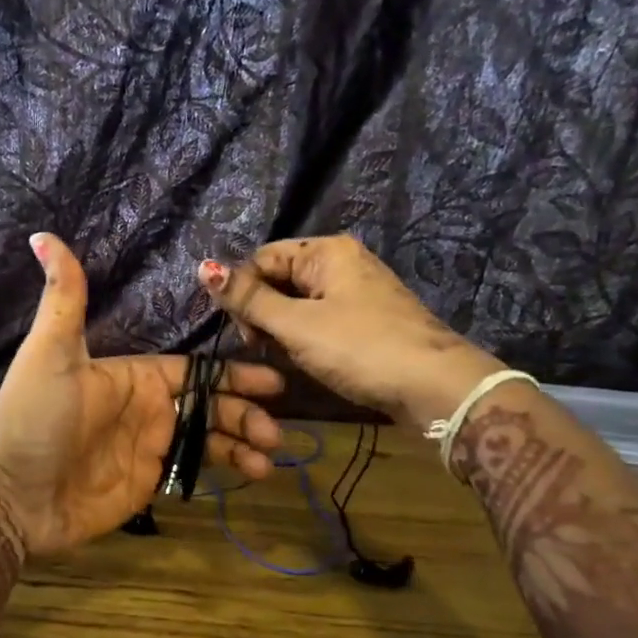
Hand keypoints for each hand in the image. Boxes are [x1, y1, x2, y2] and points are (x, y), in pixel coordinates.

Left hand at [0, 234, 285, 558]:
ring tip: (271, 454)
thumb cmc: (33, 419)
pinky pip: (196, 470)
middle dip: (246, 413)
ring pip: (210, 438)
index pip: (193, 370)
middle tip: (277, 429)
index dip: (231, 375)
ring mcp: (149, 447)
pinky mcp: (149, 482)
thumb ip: (64, 299)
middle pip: (211, 405)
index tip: (271, 381)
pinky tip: (252, 473)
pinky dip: (226, 469)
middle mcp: (146, 410)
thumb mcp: (50, 355)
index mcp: (132, 377)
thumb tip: (42, 235)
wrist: (11, 494)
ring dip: (243, 442)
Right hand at [198, 235, 505, 425]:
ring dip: (284, 330)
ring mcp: (358, 291)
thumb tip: (204, 267)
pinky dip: (307, 338)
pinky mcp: (368, 319)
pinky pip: (322, 320)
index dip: (244, 293)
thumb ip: (248, 299)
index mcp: (326, 251)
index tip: (246, 334)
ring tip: (287, 358)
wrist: (434, 386)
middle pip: (280, 279)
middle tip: (264, 349)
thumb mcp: (296, 324)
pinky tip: (309, 360)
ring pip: (299, 303)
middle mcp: (343, 262)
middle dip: (264, 314)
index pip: (262, 259)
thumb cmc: (359, 348)